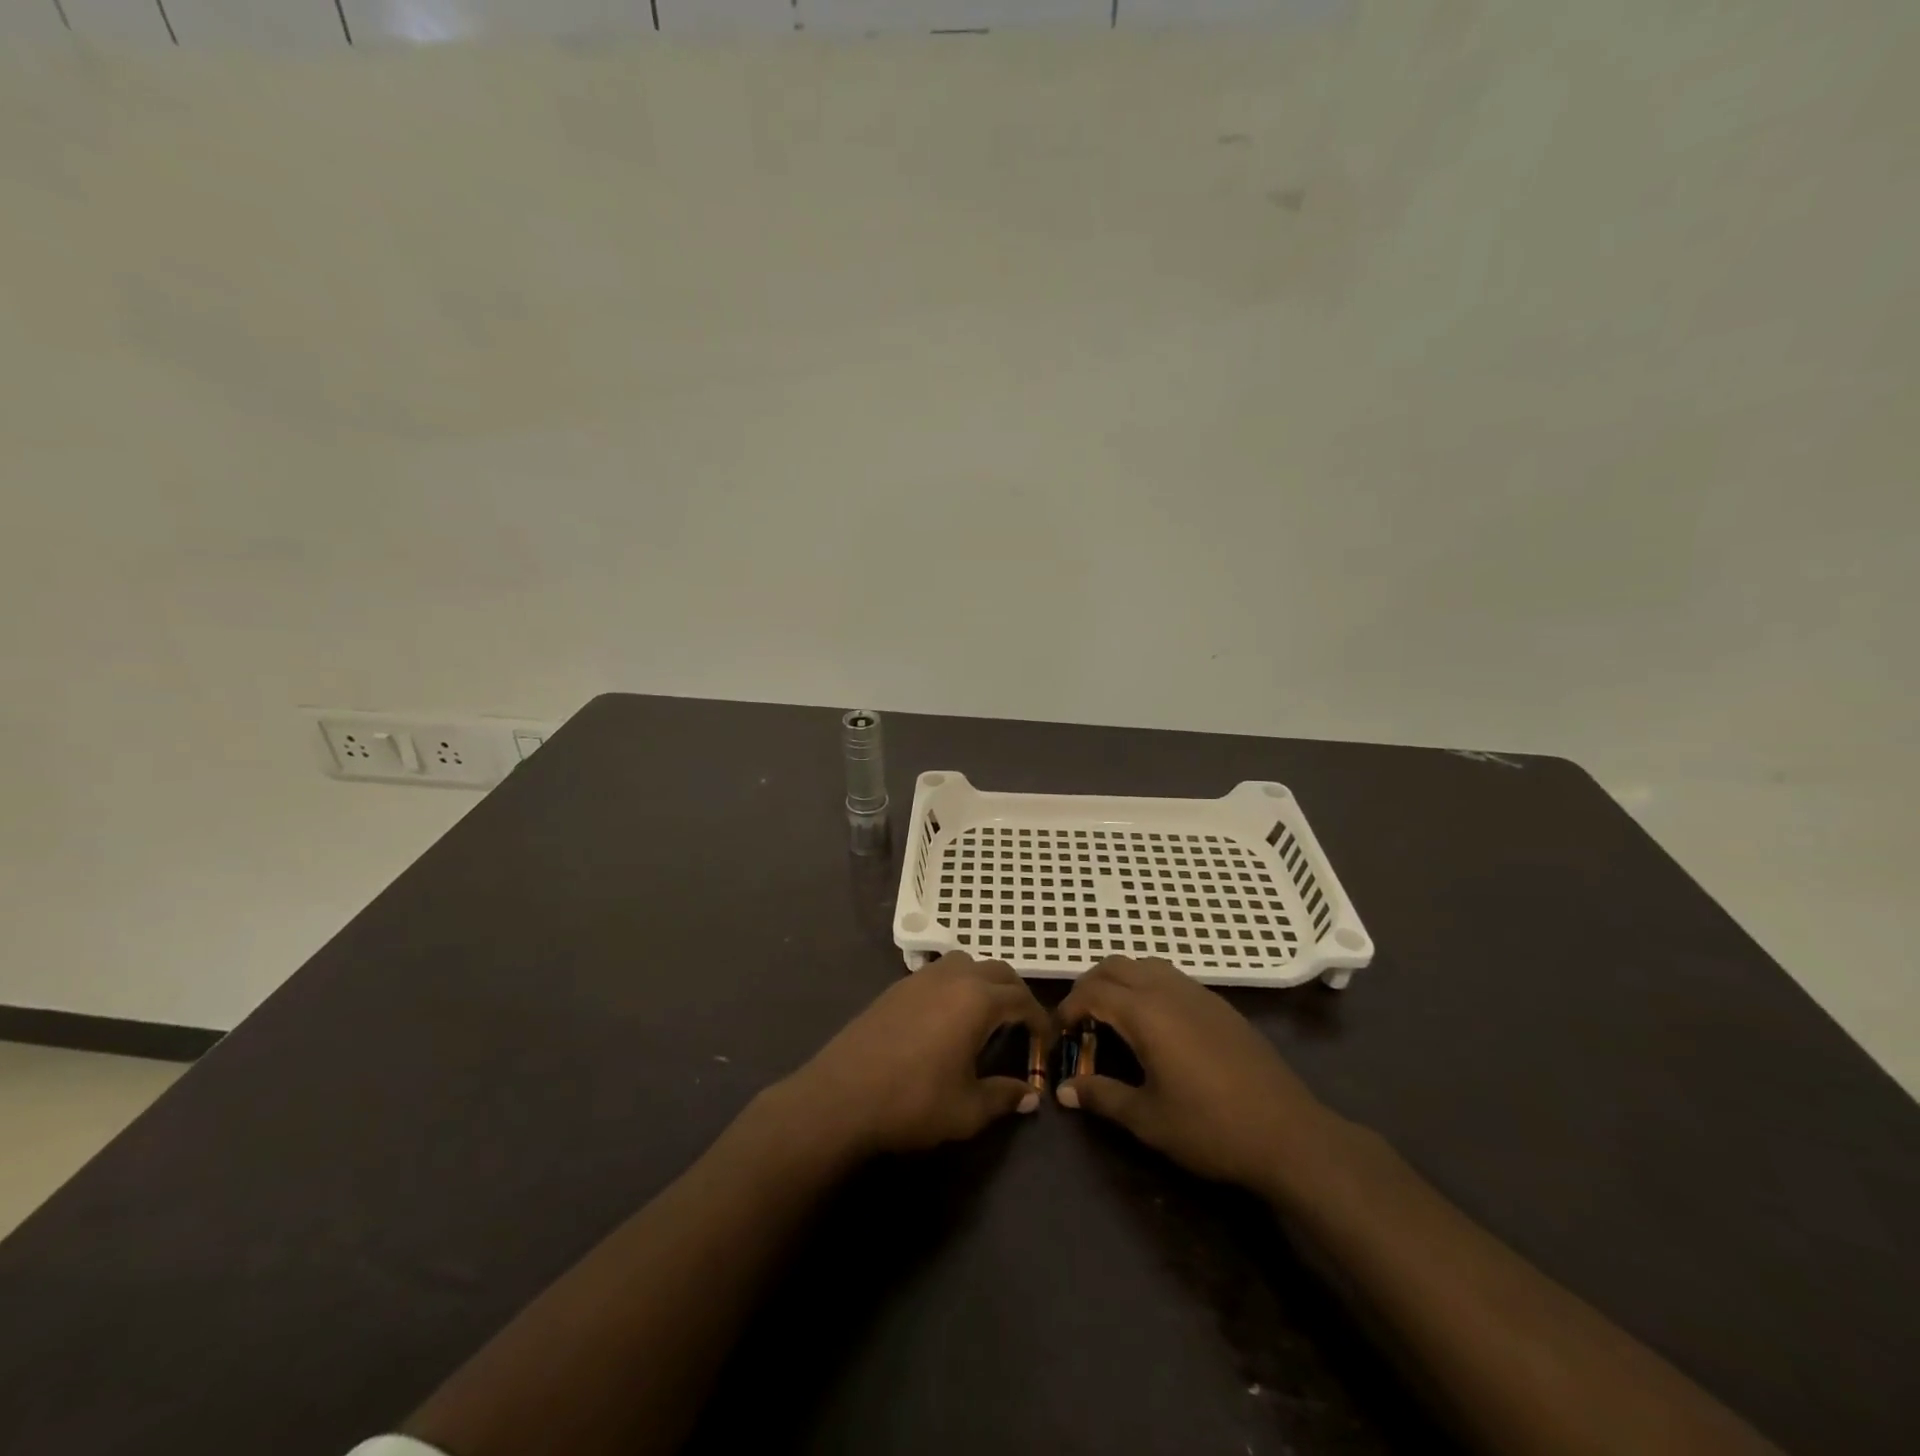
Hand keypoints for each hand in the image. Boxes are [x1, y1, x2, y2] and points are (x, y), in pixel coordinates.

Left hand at [779, 952, 1052, 1158]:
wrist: (841, 1096)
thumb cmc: (912, 1102)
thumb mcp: (967, 1109)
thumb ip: (1004, 1097)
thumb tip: (1030, 1095)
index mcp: (977, 1000)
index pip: (1022, 999)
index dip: (1040, 1019)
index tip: (1047, 1042)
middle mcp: (953, 977)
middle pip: (998, 971)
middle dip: (1017, 994)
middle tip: (1023, 1025)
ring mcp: (922, 978)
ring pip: (966, 963)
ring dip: (985, 981)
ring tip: (987, 1014)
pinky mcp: (897, 986)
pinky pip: (939, 973)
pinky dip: (957, 984)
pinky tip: (948, 1017)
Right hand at [1055, 957, 1334, 1193]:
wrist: (1288, 1134)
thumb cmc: (1210, 1127)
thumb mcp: (1148, 1119)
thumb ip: (1102, 1097)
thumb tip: (1063, 1091)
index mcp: (1145, 1012)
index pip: (1091, 992)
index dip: (1067, 1009)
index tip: (1057, 1035)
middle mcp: (1168, 989)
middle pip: (1114, 966)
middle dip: (1088, 986)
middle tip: (1079, 1022)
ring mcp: (1198, 993)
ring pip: (1144, 965)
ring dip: (1119, 981)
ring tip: (1112, 1019)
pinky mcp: (1219, 1004)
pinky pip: (1170, 978)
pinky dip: (1147, 987)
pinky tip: (1154, 1026)